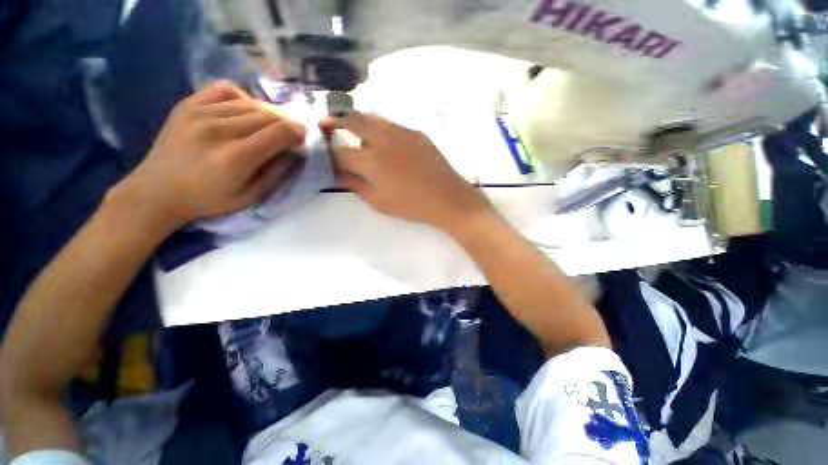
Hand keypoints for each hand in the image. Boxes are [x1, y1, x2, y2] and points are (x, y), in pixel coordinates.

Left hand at [116, 81, 305, 228]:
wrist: (157, 190)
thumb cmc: (208, 200)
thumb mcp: (251, 197)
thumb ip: (276, 174)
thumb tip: (293, 152)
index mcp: (236, 157)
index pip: (278, 132)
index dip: (298, 132)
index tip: (303, 138)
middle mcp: (218, 129)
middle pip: (267, 115)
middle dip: (287, 122)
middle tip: (292, 133)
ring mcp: (200, 112)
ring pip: (250, 103)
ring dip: (269, 113)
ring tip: (272, 125)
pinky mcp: (188, 104)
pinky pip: (225, 89)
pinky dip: (243, 98)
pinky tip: (245, 111)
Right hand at [322, 112, 489, 230]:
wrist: (448, 198)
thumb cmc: (412, 205)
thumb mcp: (378, 201)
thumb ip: (355, 185)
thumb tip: (336, 174)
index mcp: (371, 160)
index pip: (338, 151)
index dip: (326, 152)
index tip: (321, 154)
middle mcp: (382, 138)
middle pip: (350, 118)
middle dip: (333, 119)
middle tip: (325, 125)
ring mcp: (401, 131)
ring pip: (371, 116)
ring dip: (356, 119)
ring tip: (352, 130)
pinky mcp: (416, 132)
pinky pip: (391, 123)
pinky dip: (378, 126)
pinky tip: (381, 139)